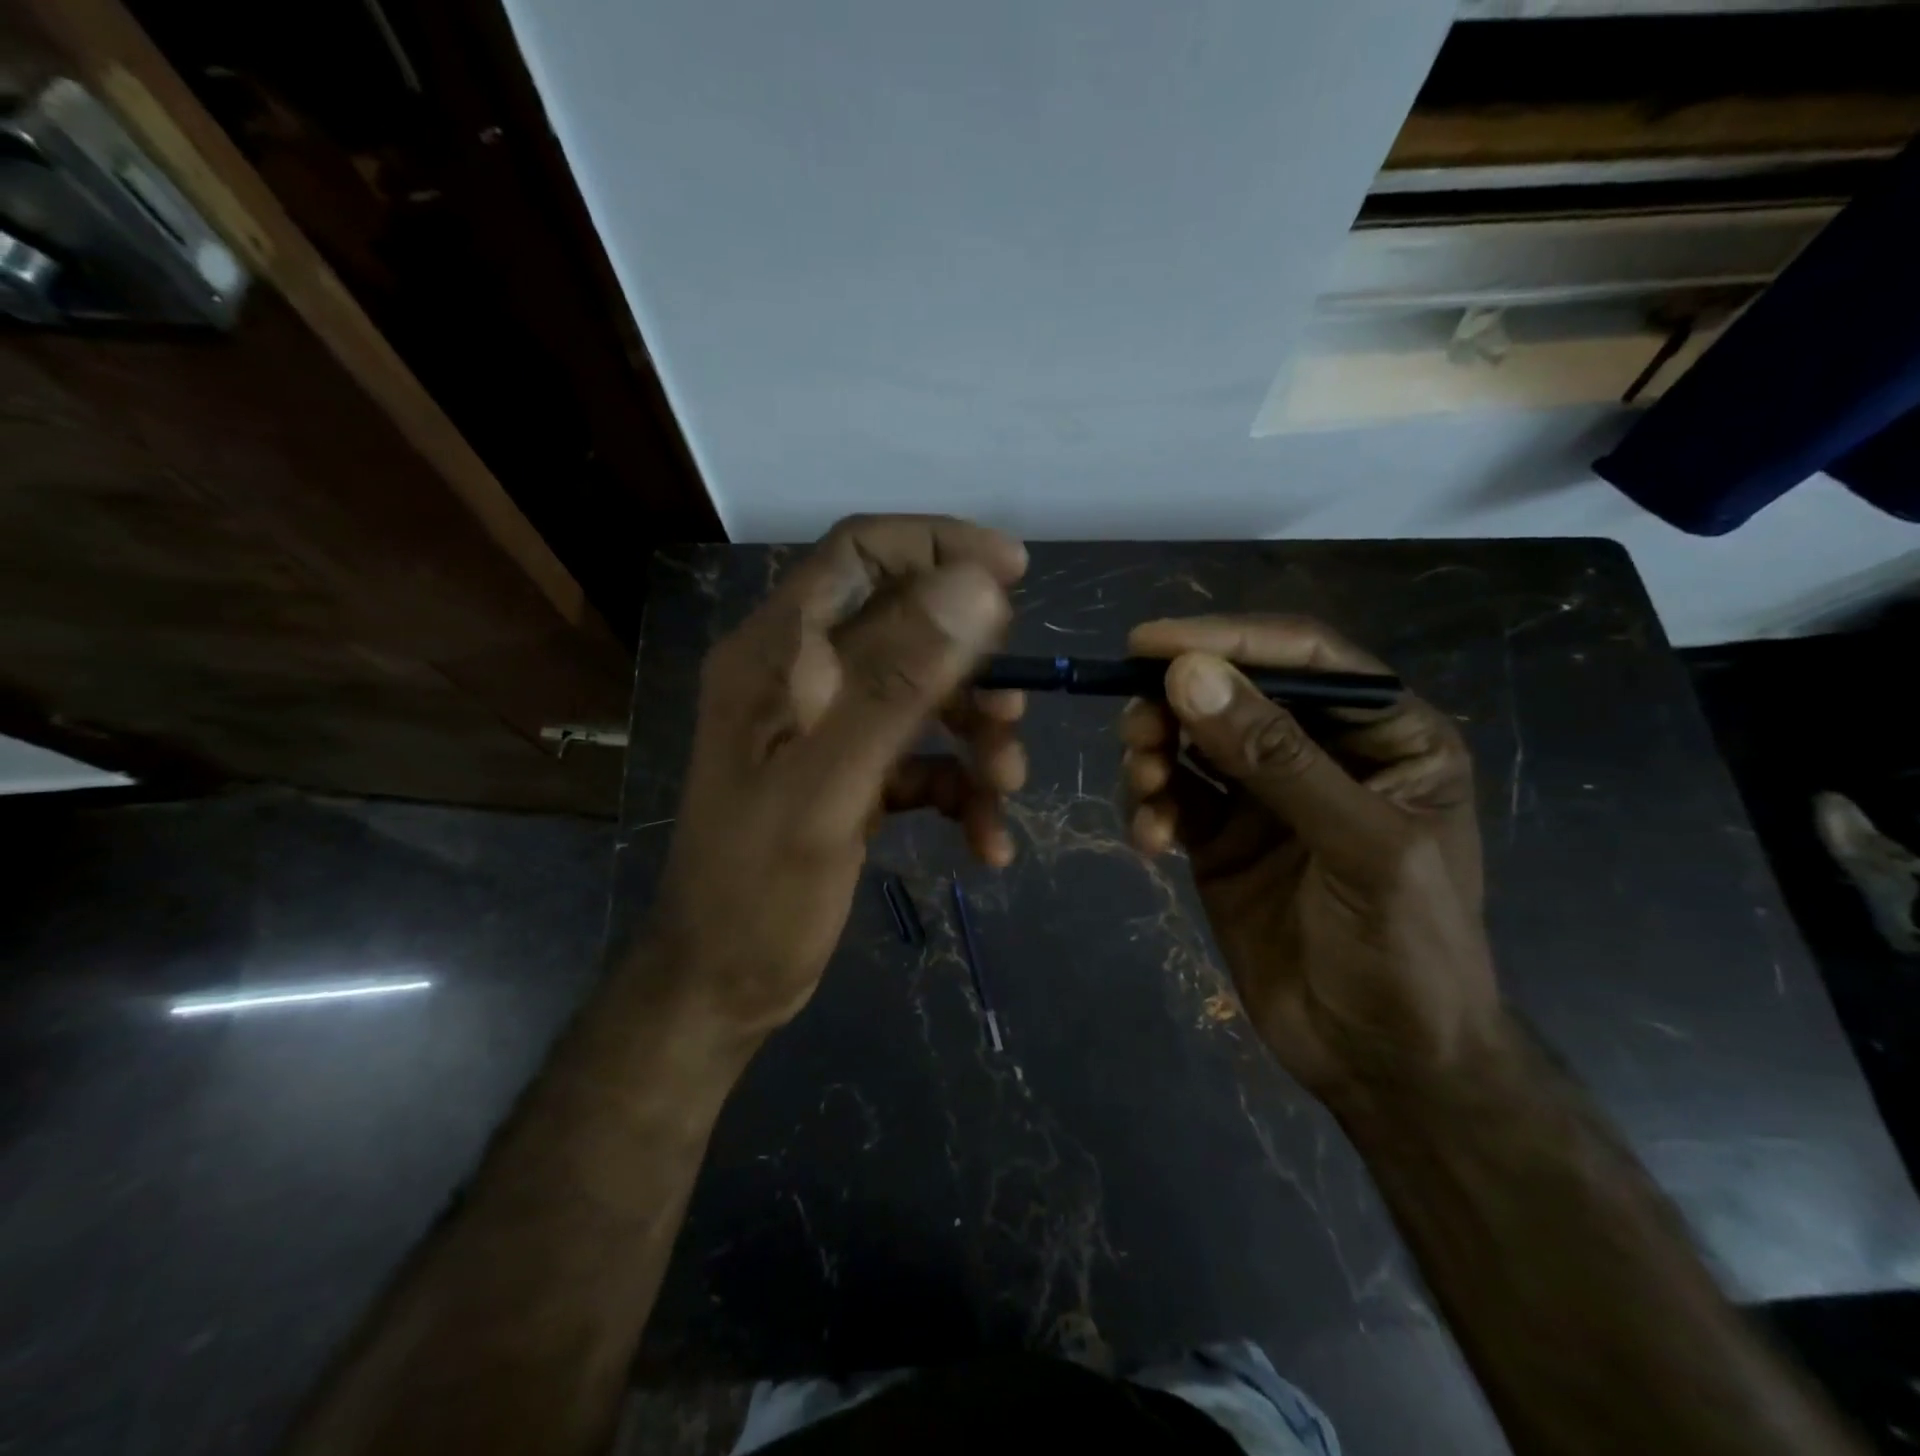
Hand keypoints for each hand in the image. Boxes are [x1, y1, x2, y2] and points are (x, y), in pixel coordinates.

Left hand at [652, 515, 1028, 1037]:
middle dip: (971, 664)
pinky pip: (922, 759)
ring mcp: (828, 730)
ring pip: (924, 696)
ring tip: (1007, 788)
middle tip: (1013, 711)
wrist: (723, 985)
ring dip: (976, 735)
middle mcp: (801, 678)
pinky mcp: (851, 776)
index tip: (1013, 572)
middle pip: (905, 626)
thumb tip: (974, 587)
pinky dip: (960, 789)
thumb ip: (896, 684)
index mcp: (777, 655)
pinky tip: (987, 841)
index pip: (859, 553)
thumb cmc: (759, 890)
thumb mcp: (829, 785)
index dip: (937, 545)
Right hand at [1119, 616, 1499, 1103]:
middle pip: (1234, 693)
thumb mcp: (1360, 847)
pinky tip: (1148, 840)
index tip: (1150, 643)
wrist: (1380, 1064)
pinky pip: (1171, 797)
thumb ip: (1275, 759)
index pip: (1304, 659)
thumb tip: (1188, 676)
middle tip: (1137, 731)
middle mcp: (1319, 753)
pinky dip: (1148, 806)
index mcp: (1385, 736)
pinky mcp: (1219, 838)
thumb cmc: (1407, 952)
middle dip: (1176, 705)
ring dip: (1155, 753)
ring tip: (1145, 788)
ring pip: (1191, 741)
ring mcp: (1263, 796)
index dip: (1228, 640)